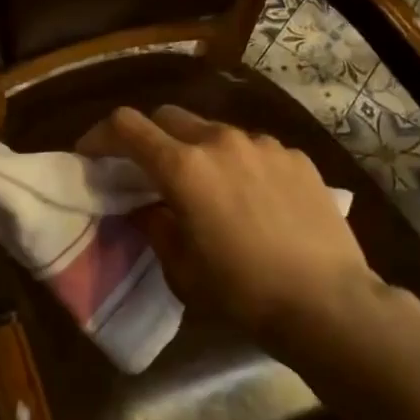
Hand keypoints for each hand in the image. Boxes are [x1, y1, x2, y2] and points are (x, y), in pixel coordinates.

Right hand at [78, 105, 392, 361]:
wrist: (327, 302)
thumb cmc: (242, 291)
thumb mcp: (181, 268)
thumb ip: (154, 225)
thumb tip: (144, 207)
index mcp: (183, 167)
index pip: (126, 125)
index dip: (100, 135)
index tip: (91, 154)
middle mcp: (220, 141)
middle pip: (168, 116)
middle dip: (149, 137)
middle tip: (148, 171)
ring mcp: (263, 144)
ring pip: (213, 131)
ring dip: (197, 150)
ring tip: (208, 188)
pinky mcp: (296, 157)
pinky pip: (253, 148)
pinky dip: (238, 163)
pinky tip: (253, 198)